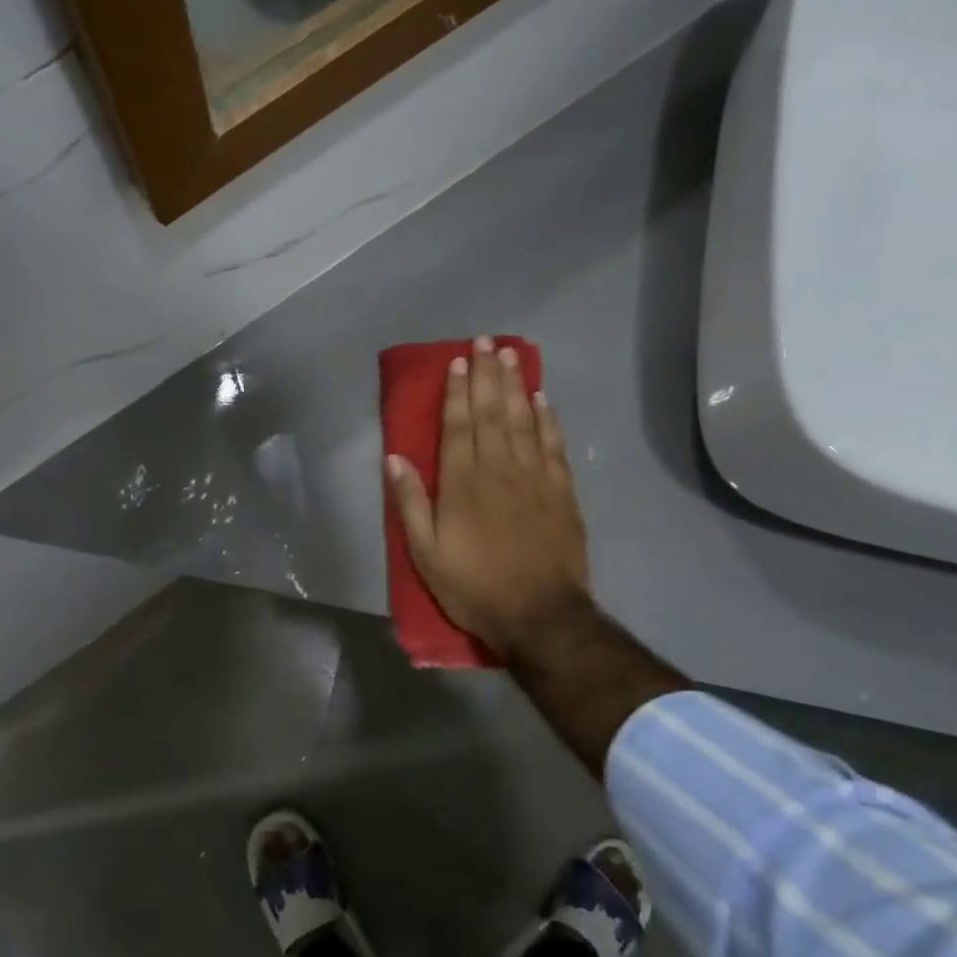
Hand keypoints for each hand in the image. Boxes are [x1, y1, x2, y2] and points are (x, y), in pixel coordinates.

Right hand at [386, 336, 592, 666]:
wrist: (539, 615)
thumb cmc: (473, 586)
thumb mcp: (425, 552)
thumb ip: (409, 502)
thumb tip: (395, 458)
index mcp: (462, 483)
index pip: (458, 425)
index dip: (457, 390)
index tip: (457, 360)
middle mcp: (498, 469)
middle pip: (492, 412)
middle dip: (487, 374)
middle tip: (486, 341)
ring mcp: (534, 477)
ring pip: (523, 420)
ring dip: (515, 385)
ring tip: (510, 355)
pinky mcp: (561, 491)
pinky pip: (553, 444)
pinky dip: (546, 418)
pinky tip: (541, 398)